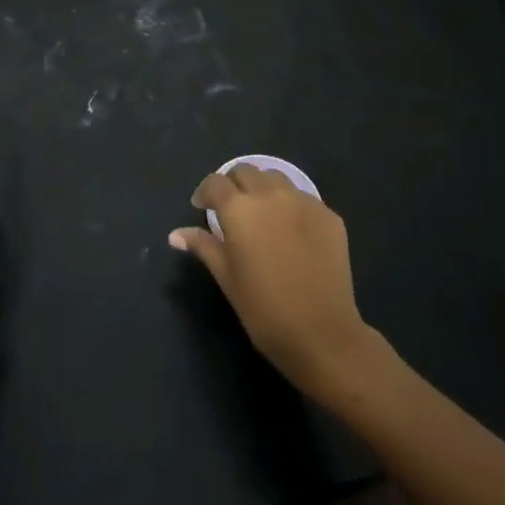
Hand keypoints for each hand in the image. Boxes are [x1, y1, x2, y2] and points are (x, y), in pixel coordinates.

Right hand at [170, 165, 368, 397]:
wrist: (321, 332)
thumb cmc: (263, 308)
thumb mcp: (226, 277)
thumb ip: (203, 247)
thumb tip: (176, 235)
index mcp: (239, 209)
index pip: (215, 183)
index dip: (205, 193)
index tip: (202, 209)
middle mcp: (271, 195)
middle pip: (246, 172)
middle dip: (233, 185)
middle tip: (231, 210)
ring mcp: (304, 203)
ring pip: (276, 178)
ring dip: (262, 189)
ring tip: (261, 214)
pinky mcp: (329, 216)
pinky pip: (303, 199)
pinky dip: (290, 205)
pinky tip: (291, 232)